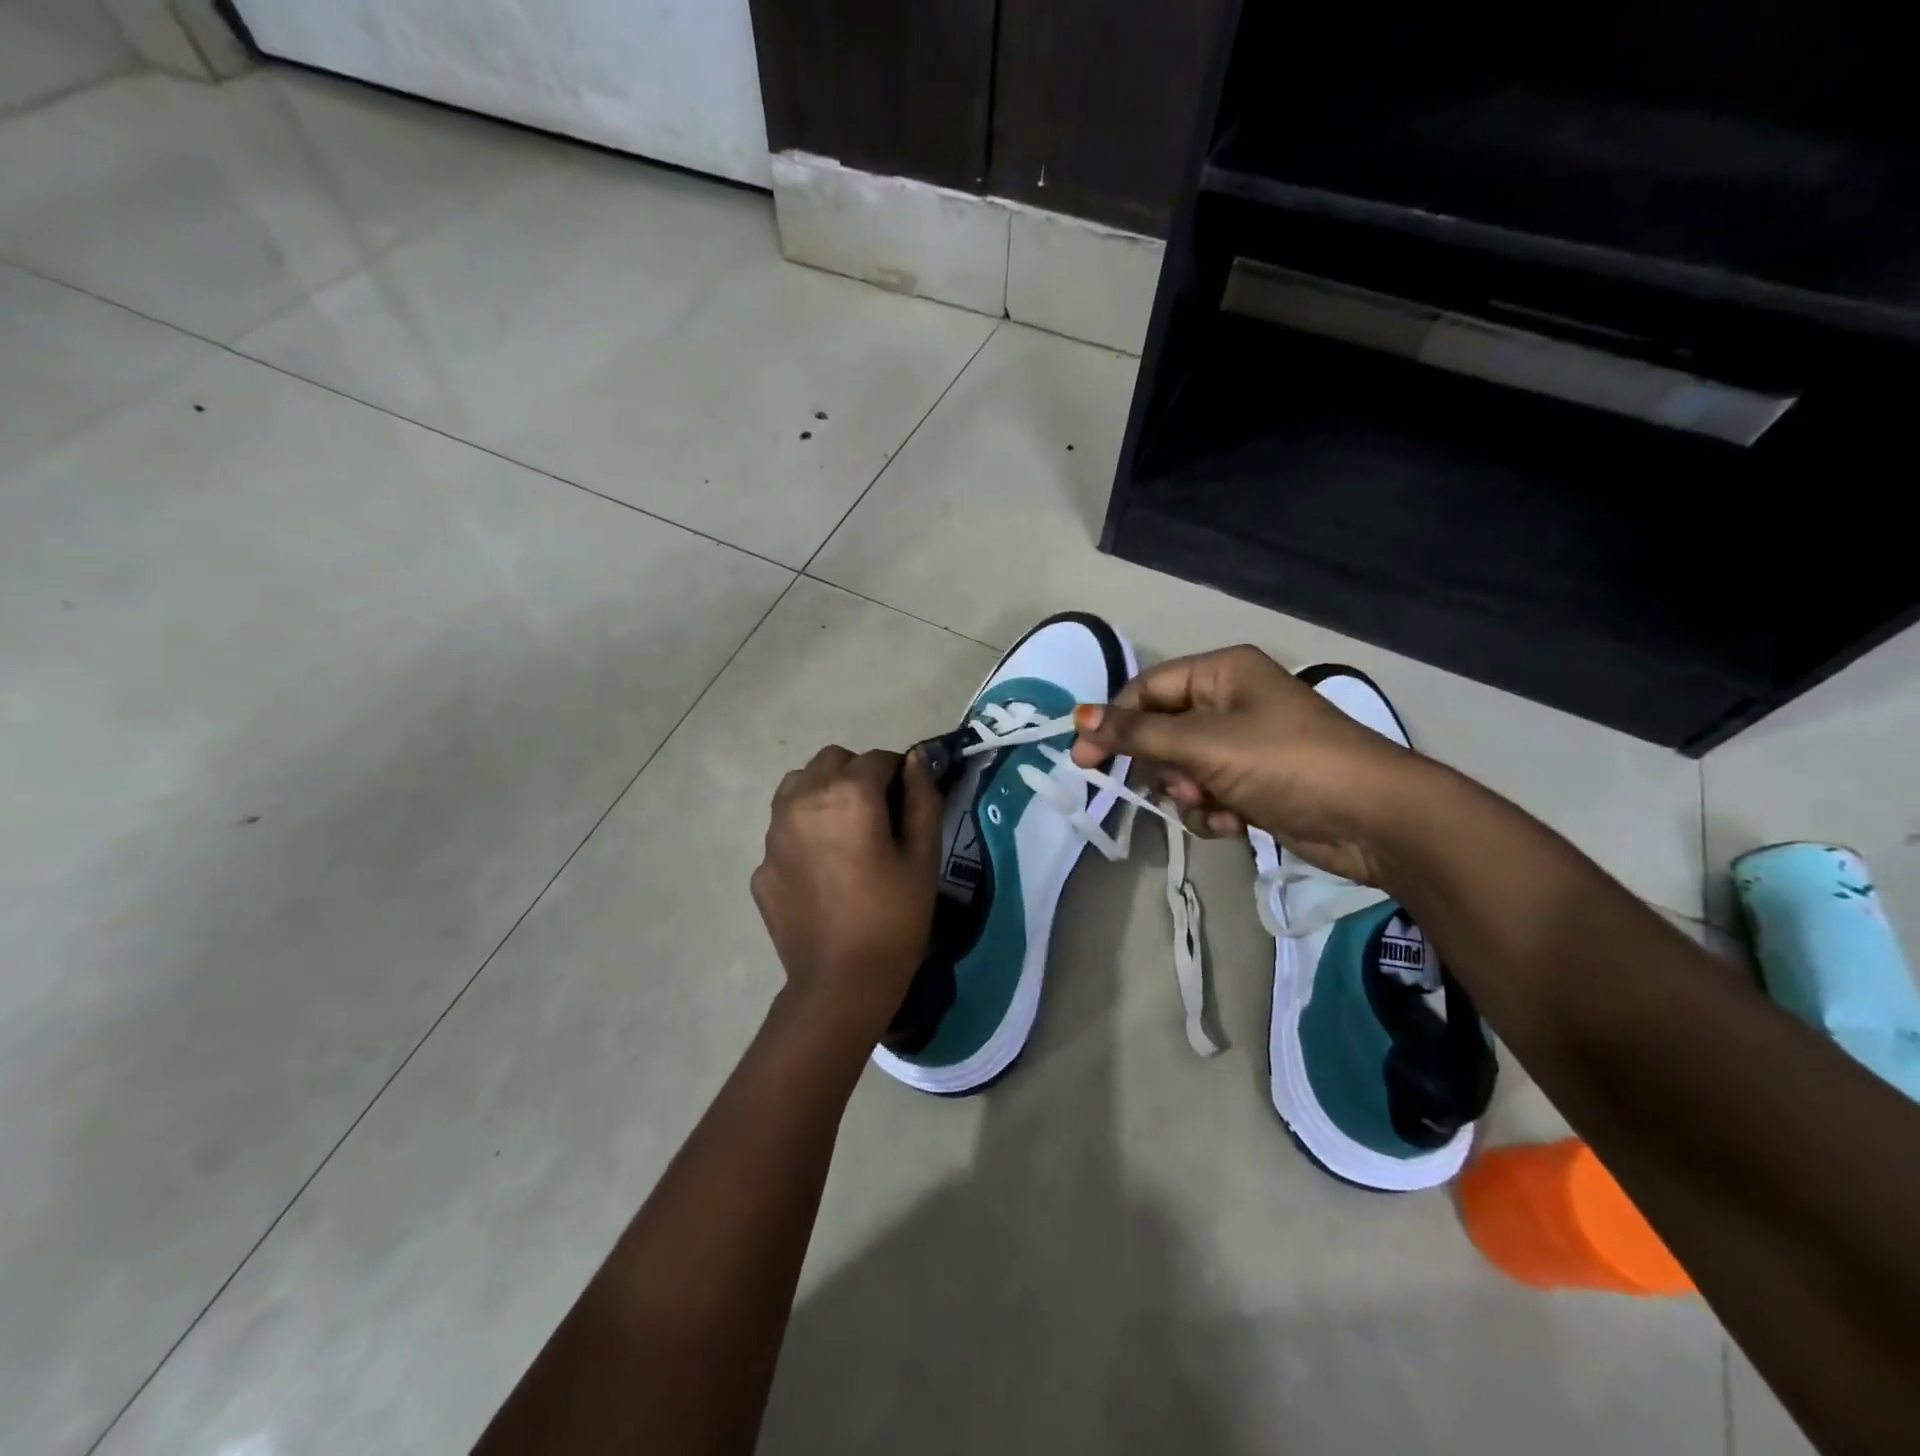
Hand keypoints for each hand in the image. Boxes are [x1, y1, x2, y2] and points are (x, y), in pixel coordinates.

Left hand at [751, 746, 942, 1041]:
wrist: (841, 984)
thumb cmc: (894, 918)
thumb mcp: (923, 857)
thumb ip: (922, 798)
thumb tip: (918, 759)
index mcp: (847, 795)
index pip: (877, 758)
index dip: (899, 773)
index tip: (909, 801)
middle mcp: (802, 801)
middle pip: (831, 761)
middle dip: (857, 775)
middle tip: (878, 816)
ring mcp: (774, 834)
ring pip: (798, 786)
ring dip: (823, 793)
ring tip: (844, 834)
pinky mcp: (761, 865)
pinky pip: (783, 829)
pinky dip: (803, 833)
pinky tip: (823, 872)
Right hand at [1069, 646, 1417, 884]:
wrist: (1371, 818)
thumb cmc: (1284, 762)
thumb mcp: (1203, 743)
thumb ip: (1136, 733)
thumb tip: (1077, 717)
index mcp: (1221, 673)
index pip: (1146, 690)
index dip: (1113, 723)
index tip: (1084, 760)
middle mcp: (1229, 702)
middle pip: (1161, 732)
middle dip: (1164, 766)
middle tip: (1176, 787)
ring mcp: (1242, 745)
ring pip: (1180, 769)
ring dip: (1187, 793)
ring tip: (1213, 804)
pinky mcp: (1253, 783)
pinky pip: (1206, 794)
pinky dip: (1211, 811)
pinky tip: (1234, 823)